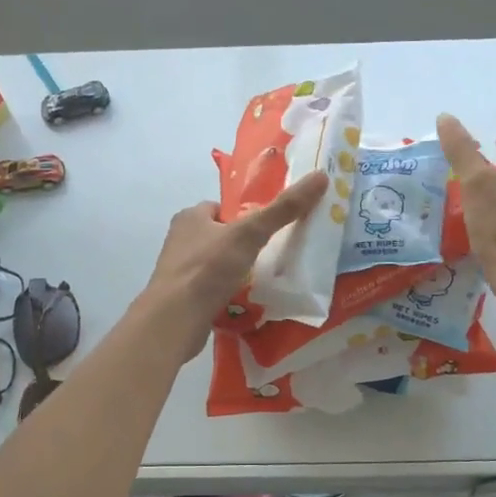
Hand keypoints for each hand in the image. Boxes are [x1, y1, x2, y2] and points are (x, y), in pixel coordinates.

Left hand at [141, 170, 330, 357]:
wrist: (175, 319)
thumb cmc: (209, 268)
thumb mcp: (250, 233)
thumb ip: (283, 208)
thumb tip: (320, 177)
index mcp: (190, 217)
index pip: (219, 208)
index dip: (243, 215)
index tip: (265, 229)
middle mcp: (180, 241)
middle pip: (218, 236)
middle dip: (240, 245)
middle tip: (269, 255)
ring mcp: (179, 271)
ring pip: (214, 264)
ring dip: (233, 270)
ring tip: (260, 280)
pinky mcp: (182, 298)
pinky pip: (210, 289)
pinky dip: (225, 293)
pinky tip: (244, 302)